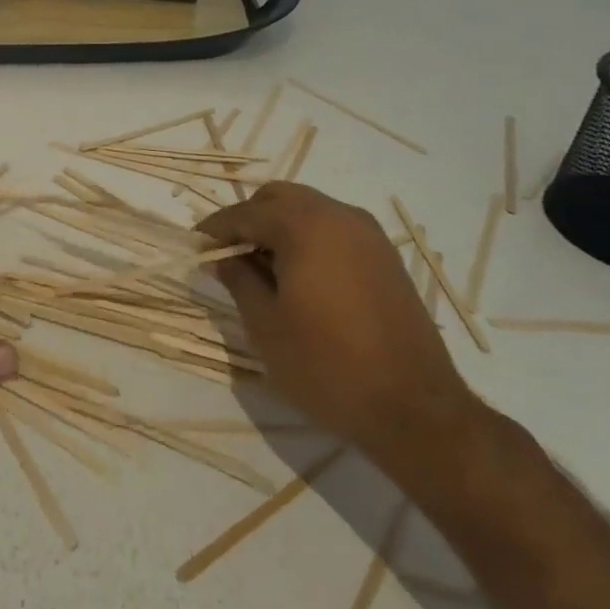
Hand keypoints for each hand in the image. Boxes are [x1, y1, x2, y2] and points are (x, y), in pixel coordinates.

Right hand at [198, 183, 478, 470]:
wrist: (415, 409)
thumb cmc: (326, 365)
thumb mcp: (266, 325)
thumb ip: (239, 280)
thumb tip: (222, 258)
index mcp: (305, 225)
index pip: (246, 213)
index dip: (216, 229)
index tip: (195, 246)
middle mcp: (339, 216)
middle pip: (280, 199)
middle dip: (249, 219)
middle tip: (229, 254)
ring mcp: (369, 235)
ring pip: (311, 210)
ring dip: (280, 227)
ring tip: (262, 267)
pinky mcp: (387, 258)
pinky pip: (336, 230)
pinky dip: (309, 239)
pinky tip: (300, 276)